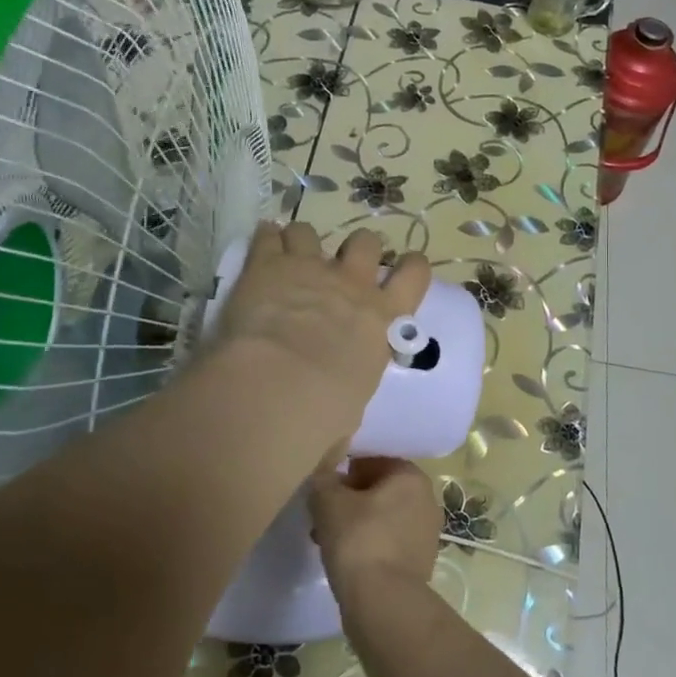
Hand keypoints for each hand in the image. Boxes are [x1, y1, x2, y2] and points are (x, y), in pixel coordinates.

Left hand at [210, 223, 430, 449]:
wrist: (280, 386)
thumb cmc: (324, 413)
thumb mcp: (347, 416)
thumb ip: (342, 412)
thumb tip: (332, 445)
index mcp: (382, 319)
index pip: (414, 274)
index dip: (410, 266)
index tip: (402, 269)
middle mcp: (351, 285)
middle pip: (365, 242)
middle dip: (357, 249)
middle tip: (343, 267)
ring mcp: (310, 268)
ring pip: (312, 231)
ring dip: (303, 242)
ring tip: (292, 257)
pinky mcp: (269, 264)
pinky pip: (269, 235)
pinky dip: (266, 239)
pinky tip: (261, 247)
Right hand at [310, 457, 442, 604]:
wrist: (383, 602)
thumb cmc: (358, 539)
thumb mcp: (328, 501)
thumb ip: (324, 480)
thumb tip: (326, 477)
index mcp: (410, 476)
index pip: (374, 460)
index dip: (345, 471)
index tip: (325, 489)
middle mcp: (426, 499)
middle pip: (379, 489)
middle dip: (350, 499)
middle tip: (322, 515)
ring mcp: (426, 532)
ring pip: (382, 517)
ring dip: (356, 523)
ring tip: (327, 540)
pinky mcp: (420, 561)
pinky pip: (388, 542)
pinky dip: (368, 545)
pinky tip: (345, 560)